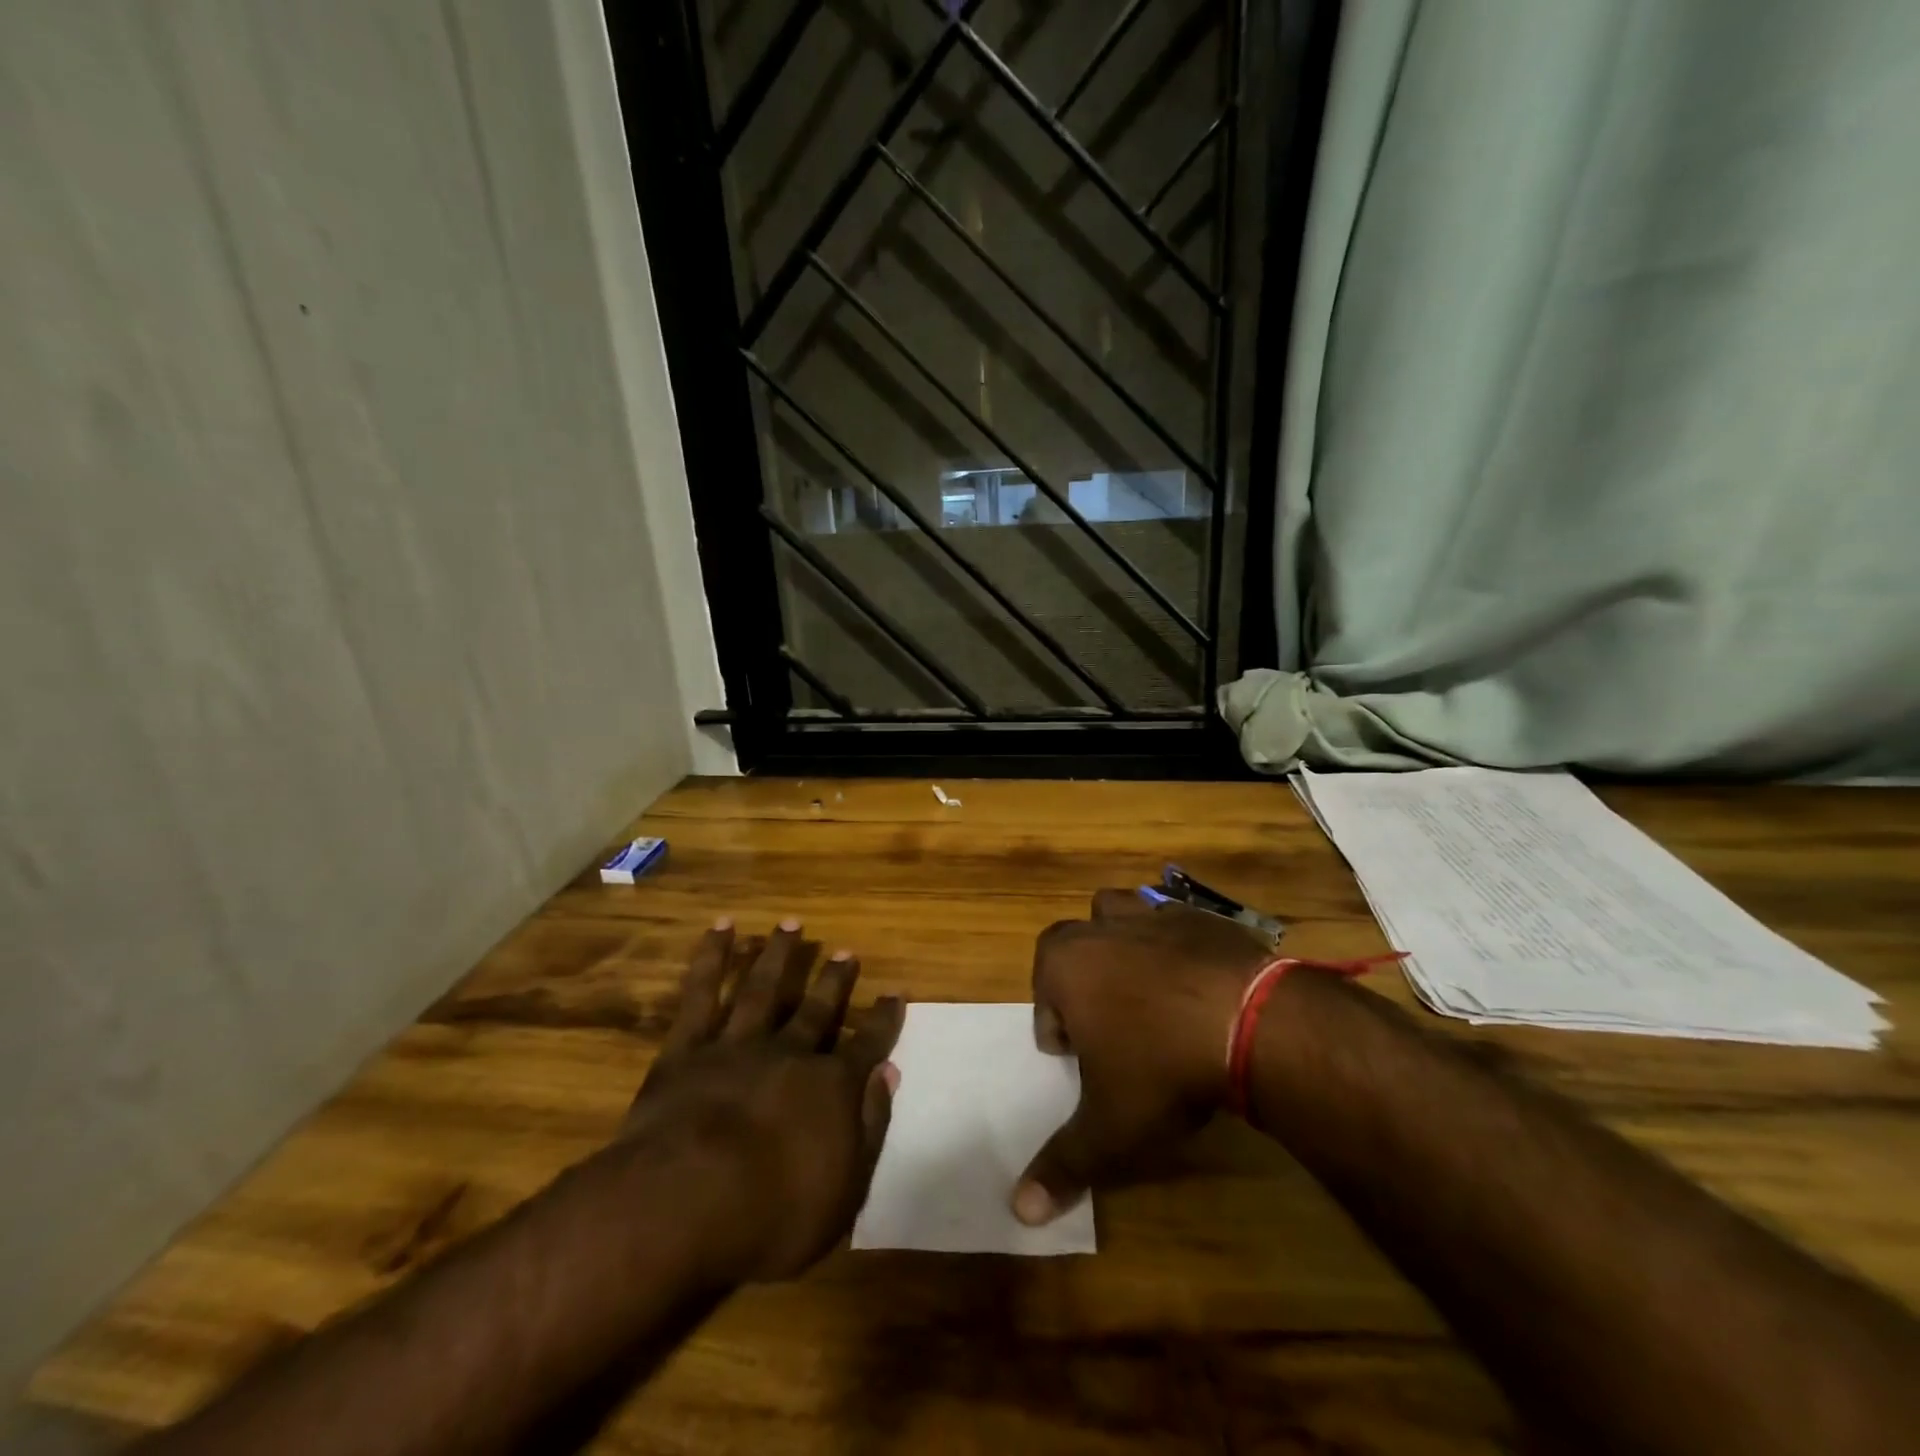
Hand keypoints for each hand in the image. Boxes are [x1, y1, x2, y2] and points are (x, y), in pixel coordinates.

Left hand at [622, 917, 903, 1281]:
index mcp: (828, 1087)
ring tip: (792, 924)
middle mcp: (789, 1053)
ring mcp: (737, 1045)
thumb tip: (889, 1074)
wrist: (685, 1203)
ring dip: (780, 955)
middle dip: (834, 980)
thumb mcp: (842, 1193)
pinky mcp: (688, 1048)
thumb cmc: (770, 1215)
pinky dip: (713, 958)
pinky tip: (723, 927)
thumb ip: (869, 1128)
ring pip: (764, 988)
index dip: (884, 1020)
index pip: (867, 1045)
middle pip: (817, 1009)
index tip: (895, 993)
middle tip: (846, 950)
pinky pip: (702, 994)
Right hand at [1012, 889, 1273, 1225]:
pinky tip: (1201, 987)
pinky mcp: (1202, 915)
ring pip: (1119, 913)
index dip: (1056, 1027)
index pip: (1042, 991)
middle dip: (1082, 978)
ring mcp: (1155, 914)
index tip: (1079, 1059)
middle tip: (1109, 1025)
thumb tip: (1018, 1211)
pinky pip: (1175, 922)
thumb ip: (1063, 1164)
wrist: (1253, 1022)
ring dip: (1122, 943)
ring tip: (1146, 989)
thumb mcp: (1110, 1129)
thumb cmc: (1163, 1069)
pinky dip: (1177, 946)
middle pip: (1075, 945)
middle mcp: (1102, 928)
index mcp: (1066, 965)